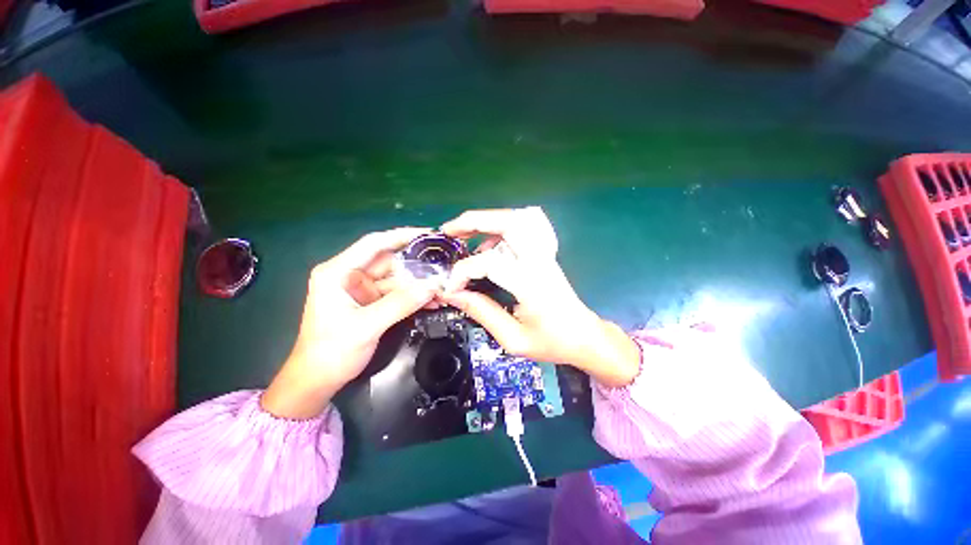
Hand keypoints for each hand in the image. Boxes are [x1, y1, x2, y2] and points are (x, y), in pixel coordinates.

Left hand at [261, 228, 439, 418]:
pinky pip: (397, 295)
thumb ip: (400, 304)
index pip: (373, 244)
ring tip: (443, 289)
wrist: (318, 381)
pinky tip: (432, 302)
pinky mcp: (372, 303)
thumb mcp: (366, 326)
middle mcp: (351, 276)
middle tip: (444, 268)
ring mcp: (362, 290)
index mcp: (339, 272)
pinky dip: (414, 298)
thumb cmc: (331, 352)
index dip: (401, 236)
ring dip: (419, 286)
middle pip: (390, 263)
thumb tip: (432, 286)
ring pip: (397, 280)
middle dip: (417, 267)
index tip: (428, 234)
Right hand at [439, 208, 640, 387]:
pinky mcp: (544, 254)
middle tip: (450, 230)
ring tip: (463, 234)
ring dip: (487, 221)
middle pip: (510, 222)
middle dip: (475, 220)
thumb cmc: (552, 342)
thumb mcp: (513, 338)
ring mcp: (544, 254)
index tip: (450, 288)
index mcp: (532, 283)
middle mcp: (539, 261)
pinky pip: (522, 229)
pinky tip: (487, 246)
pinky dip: (499, 230)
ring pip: (518, 219)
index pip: (489, 262)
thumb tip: (453, 294)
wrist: (584, 337)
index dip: (463, 272)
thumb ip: (482, 312)